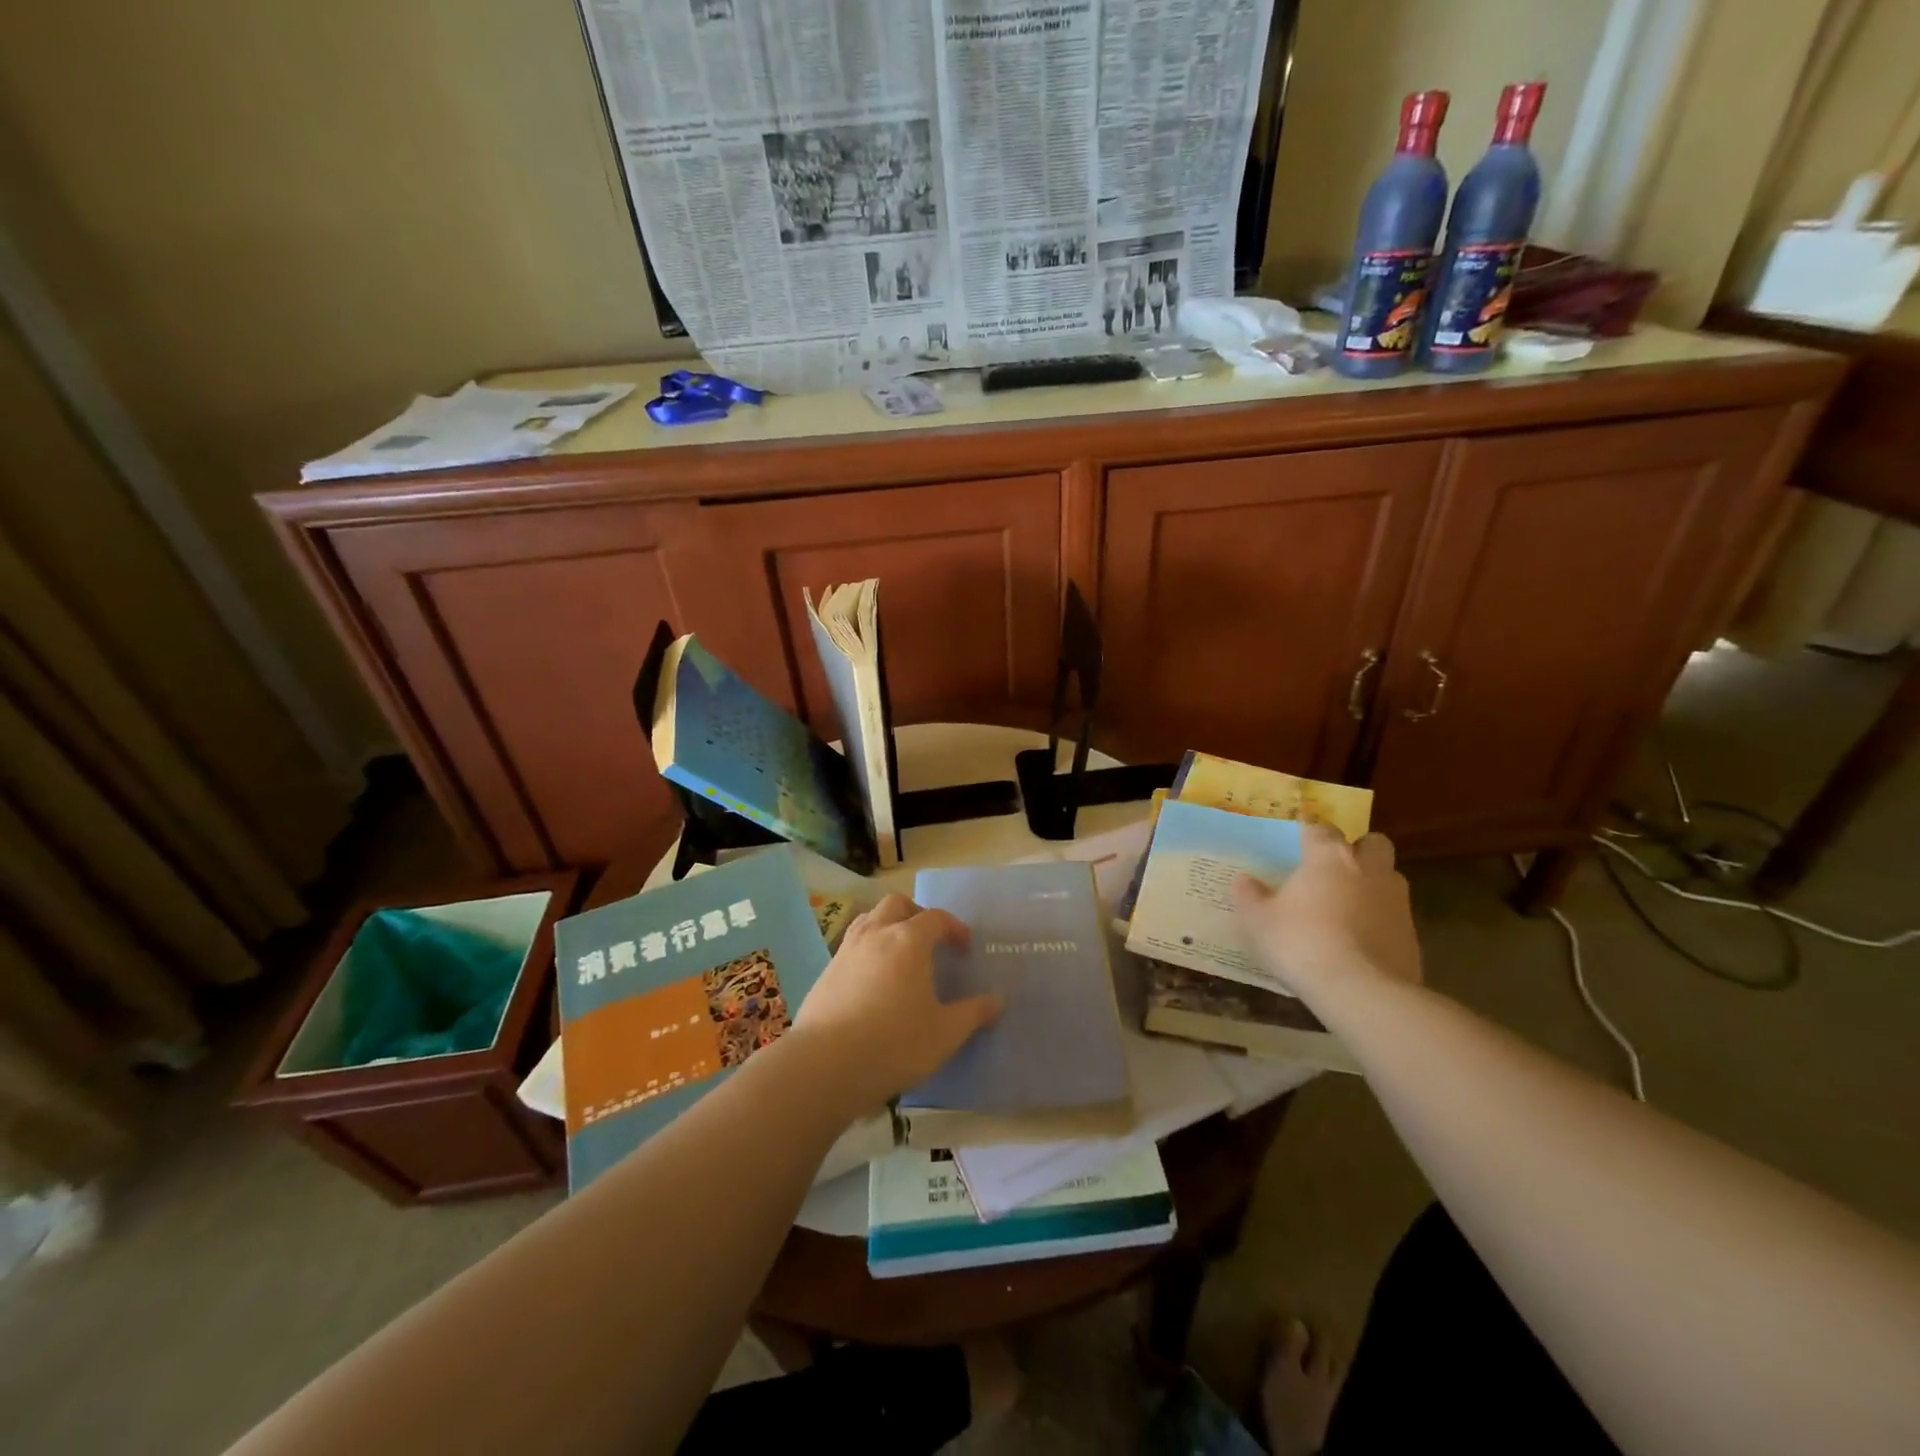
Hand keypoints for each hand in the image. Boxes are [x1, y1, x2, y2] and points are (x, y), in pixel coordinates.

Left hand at [794, 894, 1002, 1110]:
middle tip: (930, 940)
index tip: (964, 947)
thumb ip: (973, 1013)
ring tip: (900, 955)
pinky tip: (874, 982)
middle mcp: (876, 935)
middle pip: (896, 905)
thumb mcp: (945, 1033)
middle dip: (916, 915)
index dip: (954, 928)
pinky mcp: (826, 972)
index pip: (935, 918)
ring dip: (888, 927)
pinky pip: (852, 946)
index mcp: (908, 941)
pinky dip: (868, 951)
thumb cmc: (895, 1043)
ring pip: (869, 920)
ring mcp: (846, 951)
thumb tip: (997, 1001)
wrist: (826, 1065)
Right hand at [1233, 824, 1421, 1004]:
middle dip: (1358, 850)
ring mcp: (1397, 902)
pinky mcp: (1413, 936)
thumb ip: (1249, 895)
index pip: (1322, 829)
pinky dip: (1380, 922)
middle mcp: (1368, 869)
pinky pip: (1394, 917)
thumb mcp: (1258, 920)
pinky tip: (1360, 944)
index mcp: (1329, 857)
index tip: (1298, 847)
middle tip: (1335, 870)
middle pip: (1372, 843)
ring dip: (1372, 885)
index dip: (1310, 836)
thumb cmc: (1301, 942)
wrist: (1361, 991)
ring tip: (1347, 909)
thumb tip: (1244, 879)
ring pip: (1389, 879)